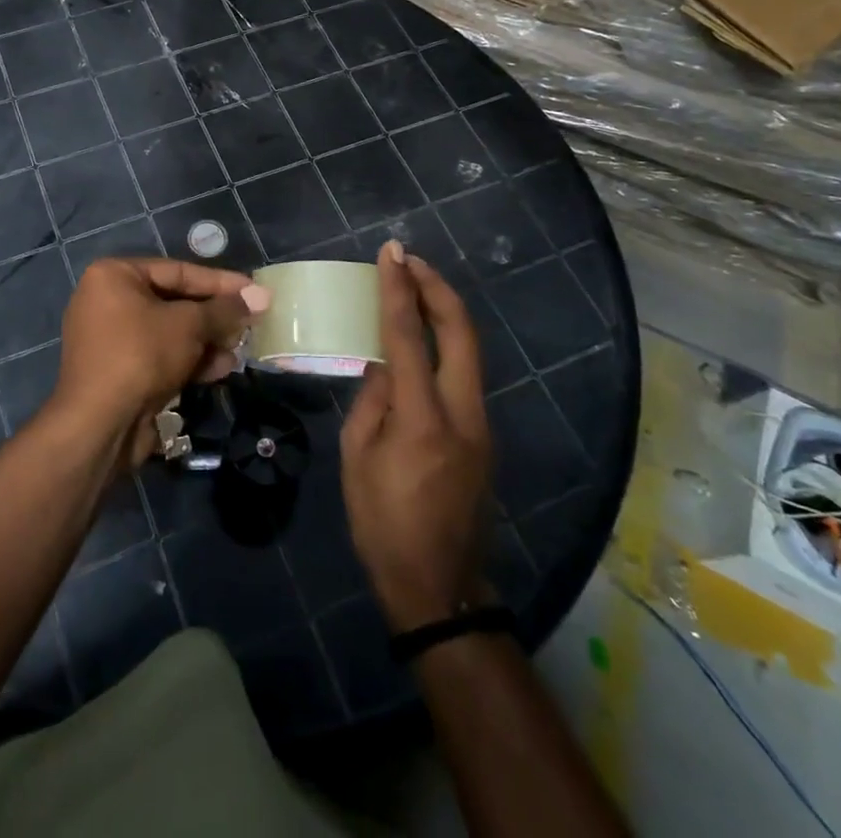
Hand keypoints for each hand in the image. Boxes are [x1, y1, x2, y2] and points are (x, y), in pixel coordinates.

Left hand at [51, 259, 269, 463]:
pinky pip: (160, 356)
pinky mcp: (119, 372)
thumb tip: (260, 296)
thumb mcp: (189, 325)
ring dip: (207, 341)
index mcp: (114, 275)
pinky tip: (221, 369)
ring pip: (170, 332)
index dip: (220, 282)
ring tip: (239, 350)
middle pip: (174, 302)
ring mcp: (111, 339)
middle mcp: (107, 301)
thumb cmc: (142, 355)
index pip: (177, 271)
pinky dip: (189, 360)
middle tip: (250, 323)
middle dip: (214, 316)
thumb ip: (224, 309)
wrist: (100, 425)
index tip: (253, 291)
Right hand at [342, 242, 491, 630]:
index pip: (409, 338)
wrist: (439, 587)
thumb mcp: (357, 457)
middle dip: (437, 288)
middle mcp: (462, 413)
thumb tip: (384, 362)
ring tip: (413, 287)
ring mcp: (481, 425)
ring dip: (444, 311)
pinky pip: (464, 374)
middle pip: (462, 332)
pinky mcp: (483, 435)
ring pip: (470, 350)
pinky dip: (445, 342)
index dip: (399, 290)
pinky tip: (421, 337)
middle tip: (409, 260)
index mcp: (423, 420)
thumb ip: (372, 400)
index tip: (391, 254)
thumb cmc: (383, 524)